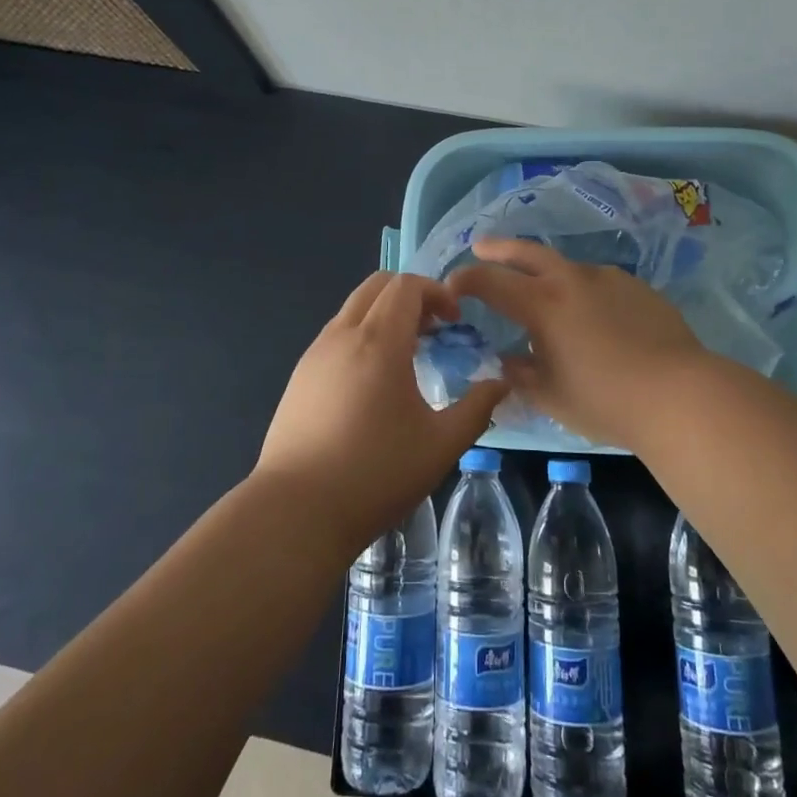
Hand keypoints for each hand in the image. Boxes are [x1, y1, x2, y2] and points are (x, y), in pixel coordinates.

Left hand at [255, 271, 506, 556]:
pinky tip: (373, 381)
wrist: (296, 511)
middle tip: (435, 330)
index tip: (456, 322)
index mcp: (378, 341)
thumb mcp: (440, 446)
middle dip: (411, 295)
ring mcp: (315, 353)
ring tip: (408, 356)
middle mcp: (342, 335)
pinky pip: (336, 334)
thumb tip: (500, 383)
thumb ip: (477, 409)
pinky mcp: (299, 375)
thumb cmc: (375, 475)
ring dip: (385, 315)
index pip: (406, 285)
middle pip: (377, 285)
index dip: (437, 292)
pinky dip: (362, 335)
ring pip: (353, 308)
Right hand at [445, 238, 718, 450]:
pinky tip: (593, 316)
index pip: (490, 281)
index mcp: (542, 304)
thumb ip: (520, 374)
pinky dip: (582, 291)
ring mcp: (607, 279)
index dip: (465, 280)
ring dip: (546, 273)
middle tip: (482, 246)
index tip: (452, 286)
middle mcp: (571, 280)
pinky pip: (598, 282)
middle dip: (499, 248)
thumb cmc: (605, 400)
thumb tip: (505, 361)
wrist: (680, 394)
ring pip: (566, 267)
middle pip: (527, 252)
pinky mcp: (636, 287)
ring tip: (544, 294)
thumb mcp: (550, 395)